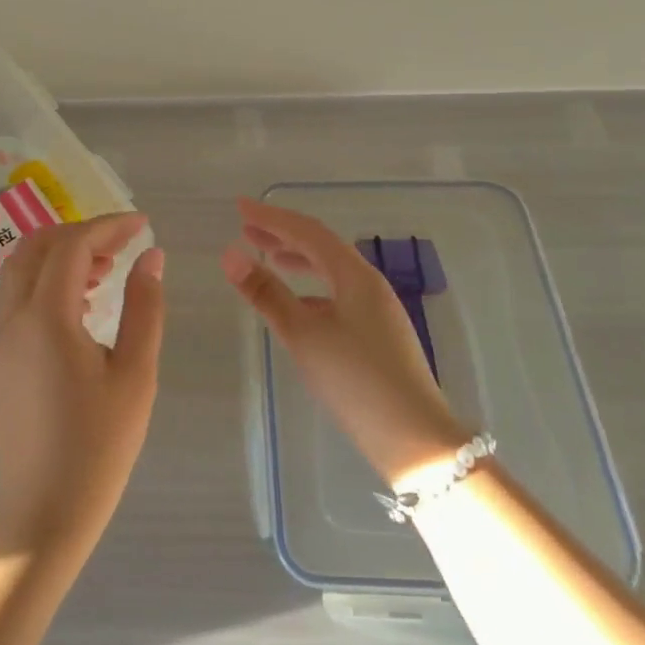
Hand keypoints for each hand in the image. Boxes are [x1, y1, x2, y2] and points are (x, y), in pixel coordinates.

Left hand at [0, 213, 164, 569]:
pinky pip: (19, 295)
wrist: (40, 513)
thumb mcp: (135, 375)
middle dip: (81, 233)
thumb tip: (151, 257)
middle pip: (37, 246)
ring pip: (22, 269)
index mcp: (46, 316)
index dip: (109, 227)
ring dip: (61, 255)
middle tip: (124, 245)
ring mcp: (2, 338)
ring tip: (108, 271)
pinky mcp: (2, 357)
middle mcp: (14, 317)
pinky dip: (48, 279)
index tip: (143, 225)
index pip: (73, 245)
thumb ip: (144, 308)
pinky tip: (84, 302)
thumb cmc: (97, 447)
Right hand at [221, 197, 471, 488]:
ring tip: (267, 257)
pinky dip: (310, 288)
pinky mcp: (376, 334)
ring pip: (331, 271)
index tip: (240, 207)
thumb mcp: (303, 335)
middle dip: (282, 235)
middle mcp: (368, 284)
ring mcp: (376, 310)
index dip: (272, 217)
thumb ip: (267, 293)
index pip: (308, 232)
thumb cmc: (356, 380)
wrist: (414, 437)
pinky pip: (337, 294)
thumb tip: (230, 254)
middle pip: (321, 247)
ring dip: (297, 259)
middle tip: (246, 228)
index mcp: (355, 276)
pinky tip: (296, 304)